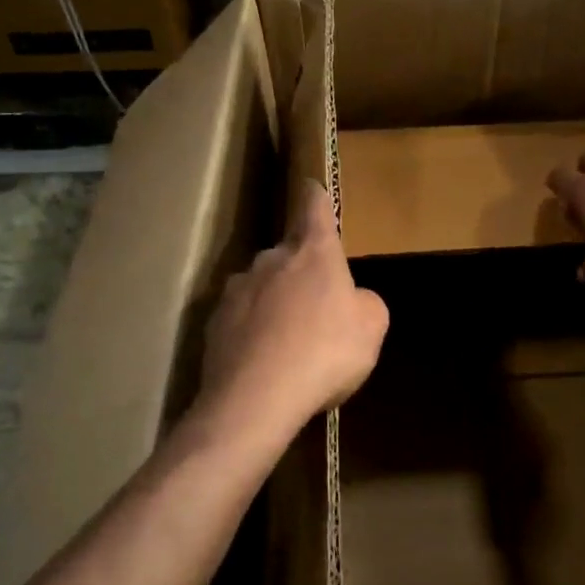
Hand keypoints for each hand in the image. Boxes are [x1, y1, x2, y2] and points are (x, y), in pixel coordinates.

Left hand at [195, 183, 388, 453]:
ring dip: (274, 303)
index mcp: (313, 252)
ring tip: (288, 342)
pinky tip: (263, 362)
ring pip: (262, 287)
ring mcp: (237, 290)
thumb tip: (353, 299)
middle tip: (316, 306)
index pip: (314, 208)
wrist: (256, 398)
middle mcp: (270, 259)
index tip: (310, 186)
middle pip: (287, 253)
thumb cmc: (325, 352)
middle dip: (301, 271)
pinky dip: (253, 332)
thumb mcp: (371, 328)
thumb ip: (365, 303)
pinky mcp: (213, 323)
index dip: (315, 197)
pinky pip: (241, 319)